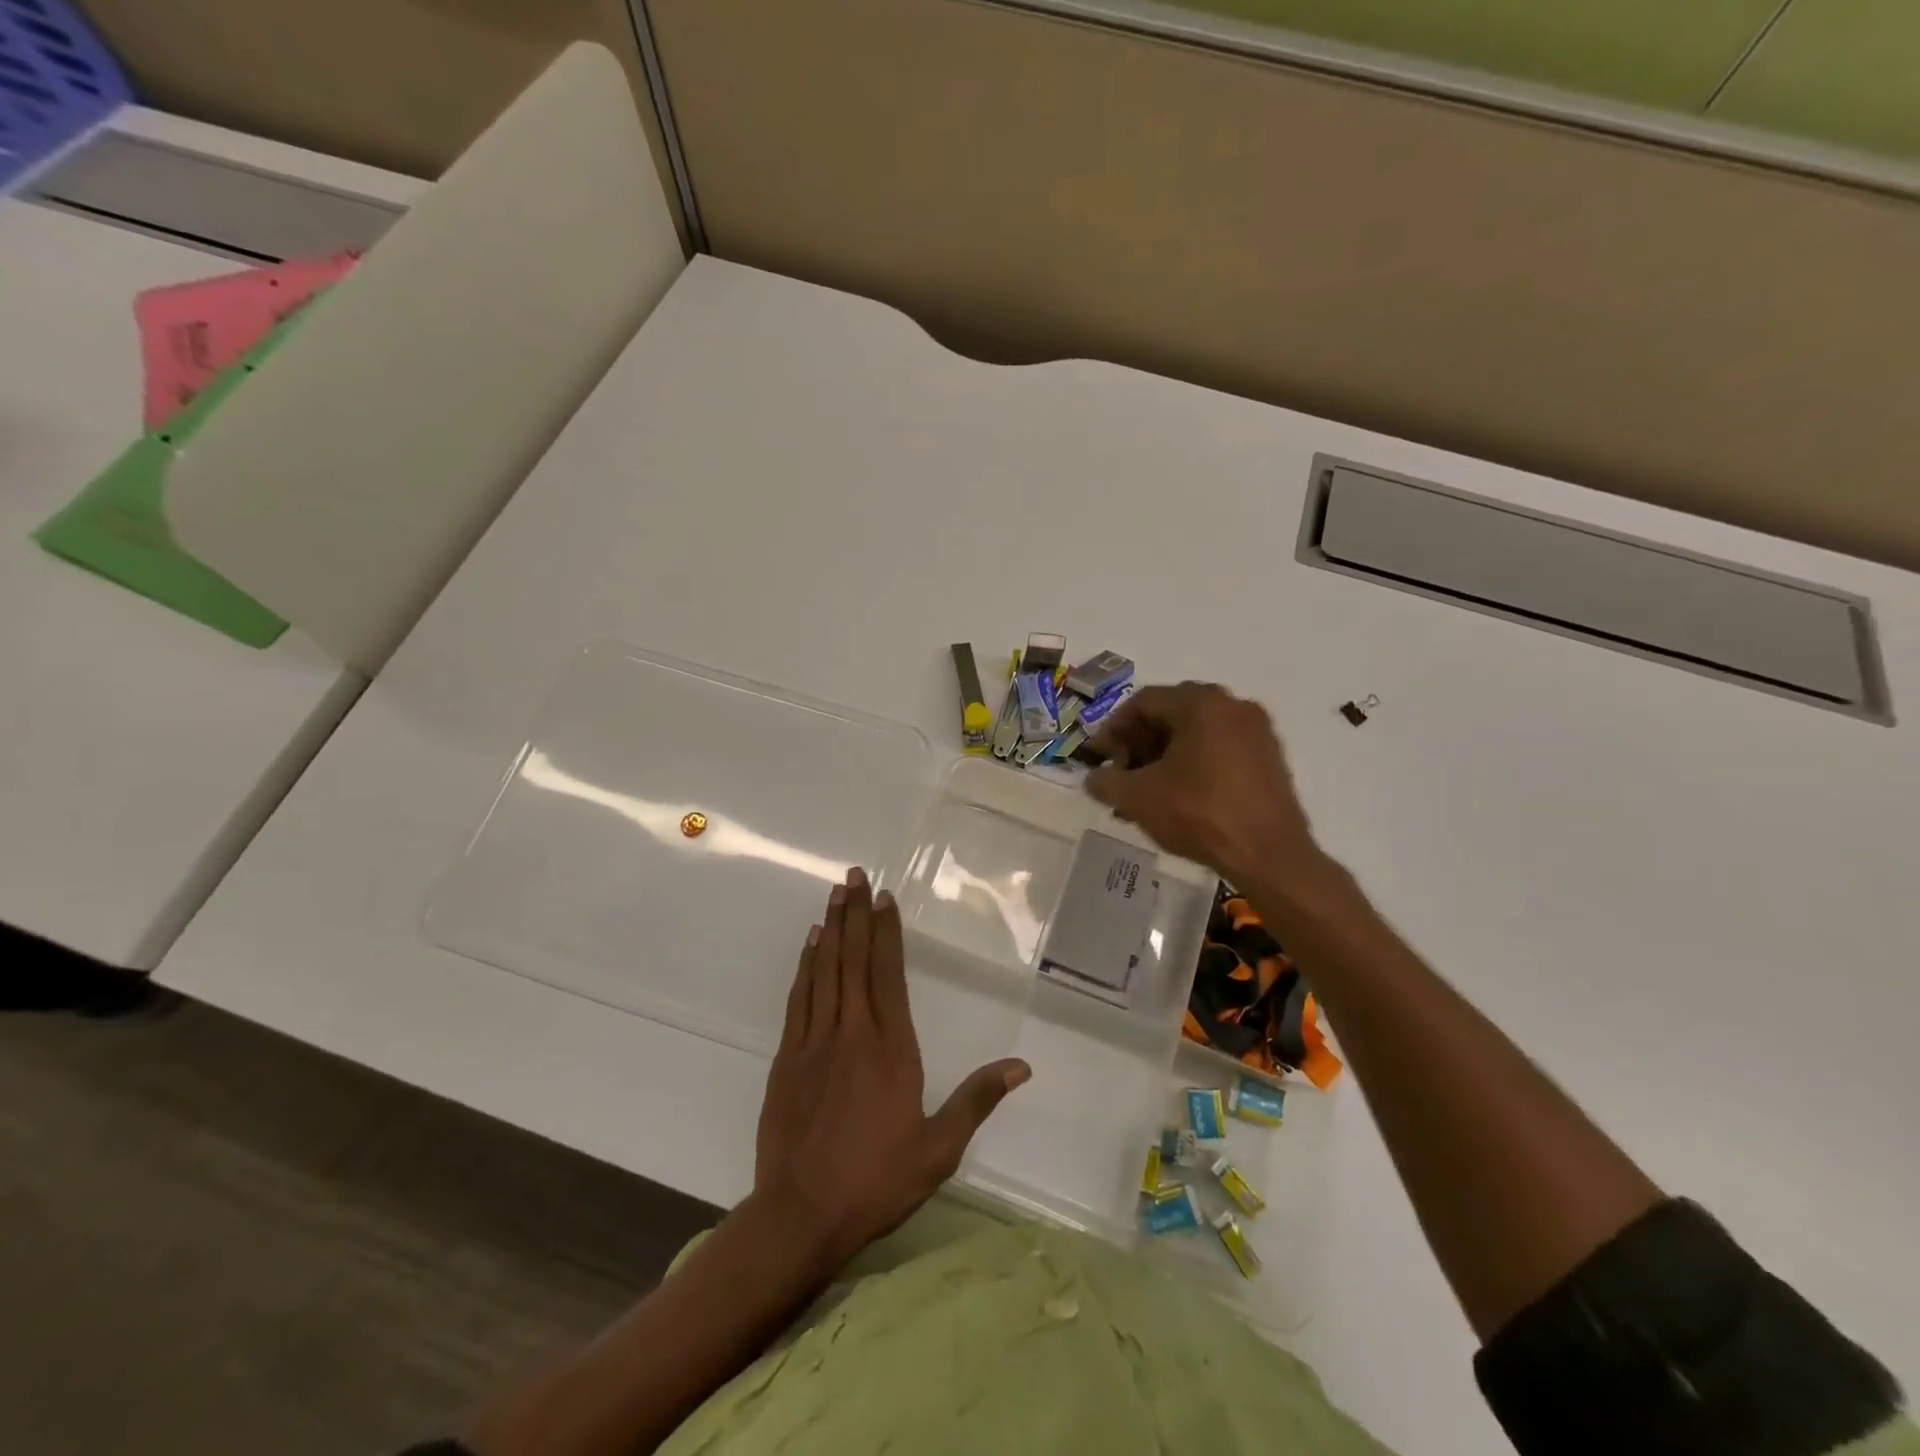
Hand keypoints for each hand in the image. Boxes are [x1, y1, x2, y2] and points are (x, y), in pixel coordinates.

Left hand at [754, 868, 1029, 1272]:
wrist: (800, 1214)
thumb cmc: (876, 1181)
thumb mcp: (939, 1149)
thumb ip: (976, 1101)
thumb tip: (1021, 1066)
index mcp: (891, 1049)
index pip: (889, 974)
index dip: (887, 932)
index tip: (885, 897)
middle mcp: (852, 1032)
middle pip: (854, 960)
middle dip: (856, 914)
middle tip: (854, 876)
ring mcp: (814, 1041)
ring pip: (824, 970)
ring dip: (831, 929)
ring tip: (835, 895)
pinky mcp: (786, 1057)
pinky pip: (799, 997)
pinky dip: (805, 965)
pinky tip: (810, 945)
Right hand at [1086, 681, 1323, 887]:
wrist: (1269, 855)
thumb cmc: (1199, 814)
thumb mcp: (1138, 797)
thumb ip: (1106, 781)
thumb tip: (1093, 778)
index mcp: (1200, 703)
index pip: (1143, 702)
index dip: (1112, 729)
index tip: (1098, 757)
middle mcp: (1232, 705)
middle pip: (1170, 713)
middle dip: (1138, 743)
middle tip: (1121, 773)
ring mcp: (1256, 730)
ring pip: (1196, 732)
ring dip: (1164, 755)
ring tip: (1146, 790)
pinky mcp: (1269, 757)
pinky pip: (1219, 748)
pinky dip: (1192, 763)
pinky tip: (1178, 795)